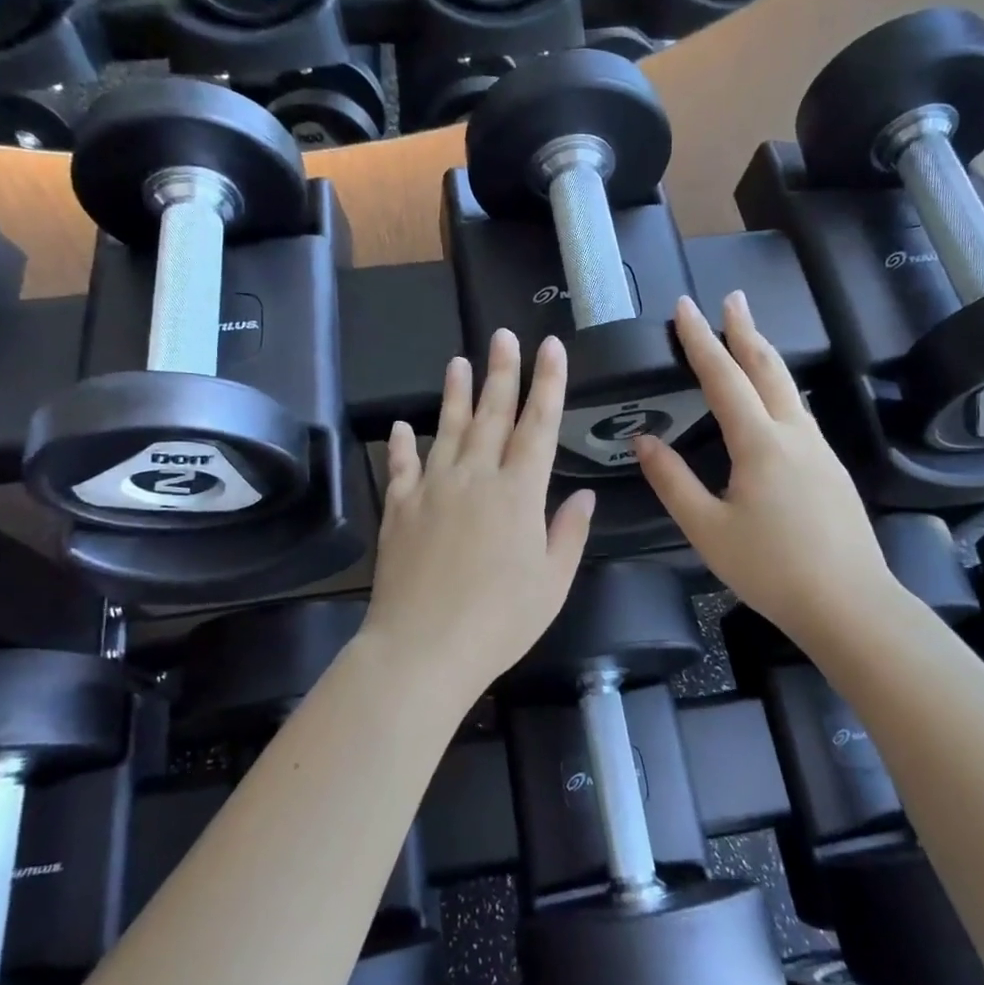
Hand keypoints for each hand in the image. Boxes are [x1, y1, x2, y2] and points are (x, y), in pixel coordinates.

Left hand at [363, 331, 594, 694]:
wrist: (424, 648)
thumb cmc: (500, 620)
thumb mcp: (552, 582)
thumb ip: (569, 533)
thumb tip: (584, 495)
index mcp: (519, 493)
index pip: (538, 425)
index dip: (547, 383)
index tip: (551, 347)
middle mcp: (475, 478)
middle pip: (491, 415)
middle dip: (502, 372)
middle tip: (503, 336)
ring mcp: (432, 489)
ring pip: (446, 430)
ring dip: (454, 395)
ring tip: (457, 363)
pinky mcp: (399, 509)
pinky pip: (401, 468)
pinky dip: (402, 446)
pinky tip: (402, 428)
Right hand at [633, 293, 900, 649]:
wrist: (850, 604)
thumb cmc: (770, 568)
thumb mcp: (707, 529)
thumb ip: (672, 482)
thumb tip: (645, 441)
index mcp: (759, 443)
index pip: (724, 378)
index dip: (702, 340)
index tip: (686, 307)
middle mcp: (794, 433)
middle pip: (767, 368)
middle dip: (745, 329)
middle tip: (731, 298)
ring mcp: (819, 449)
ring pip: (789, 388)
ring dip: (765, 356)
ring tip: (750, 335)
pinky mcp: (832, 469)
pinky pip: (800, 413)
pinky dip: (779, 388)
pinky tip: (775, 401)